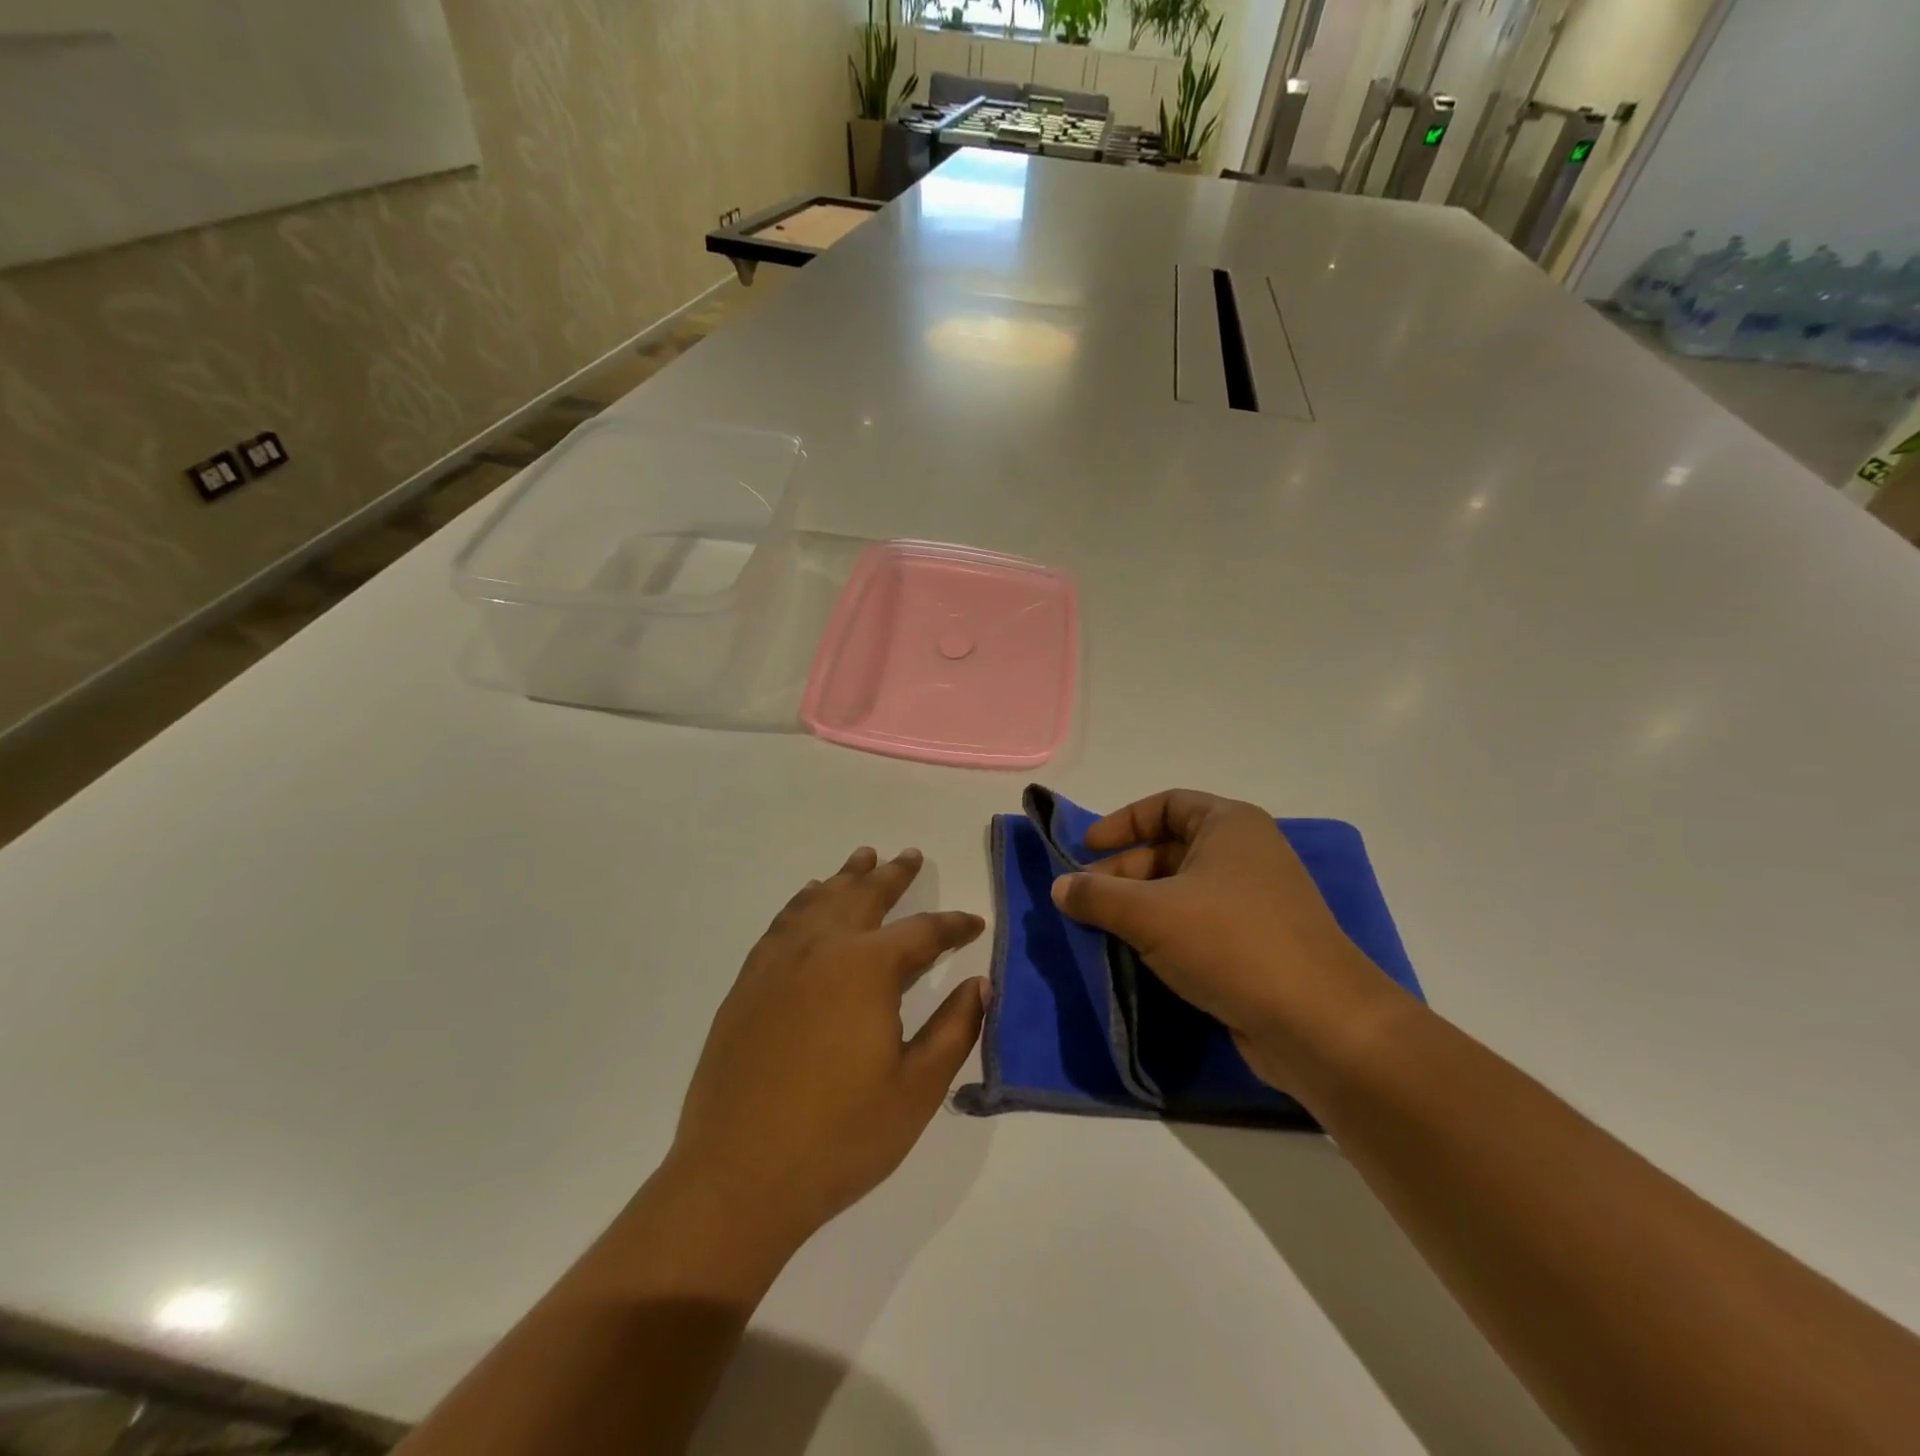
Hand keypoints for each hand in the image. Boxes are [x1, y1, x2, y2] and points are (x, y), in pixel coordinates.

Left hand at [667, 847, 986, 1260]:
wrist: (738, 1177)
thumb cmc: (840, 1137)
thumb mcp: (917, 1089)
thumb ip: (955, 1029)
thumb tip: (979, 984)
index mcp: (867, 968)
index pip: (922, 932)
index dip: (953, 926)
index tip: (974, 923)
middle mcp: (821, 948)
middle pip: (864, 895)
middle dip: (893, 875)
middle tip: (912, 856)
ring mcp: (778, 963)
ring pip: (819, 900)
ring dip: (846, 877)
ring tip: (863, 857)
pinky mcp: (748, 983)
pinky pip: (782, 923)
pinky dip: (803, 901)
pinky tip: (809, 899)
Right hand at [1050, 789, 1403, 1091]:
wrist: (1318, 1023)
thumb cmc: (1231, 943)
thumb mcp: (1150, 914)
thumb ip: (1097, 896)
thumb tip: (1060, 888)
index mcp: (1229, 825)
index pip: (1165, 805)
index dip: (1121, 823)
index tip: (1085, 850)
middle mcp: (1246, 854)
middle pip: (1170, 849)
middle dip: (1123, 872)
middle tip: (1084, 901)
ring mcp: (1255, 901)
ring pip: (1182, 891)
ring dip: (1140, 907)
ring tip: (1103, 932)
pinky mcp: (1257, 944)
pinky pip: (1199, 925)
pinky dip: (1166, 933)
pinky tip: (1139, 958)